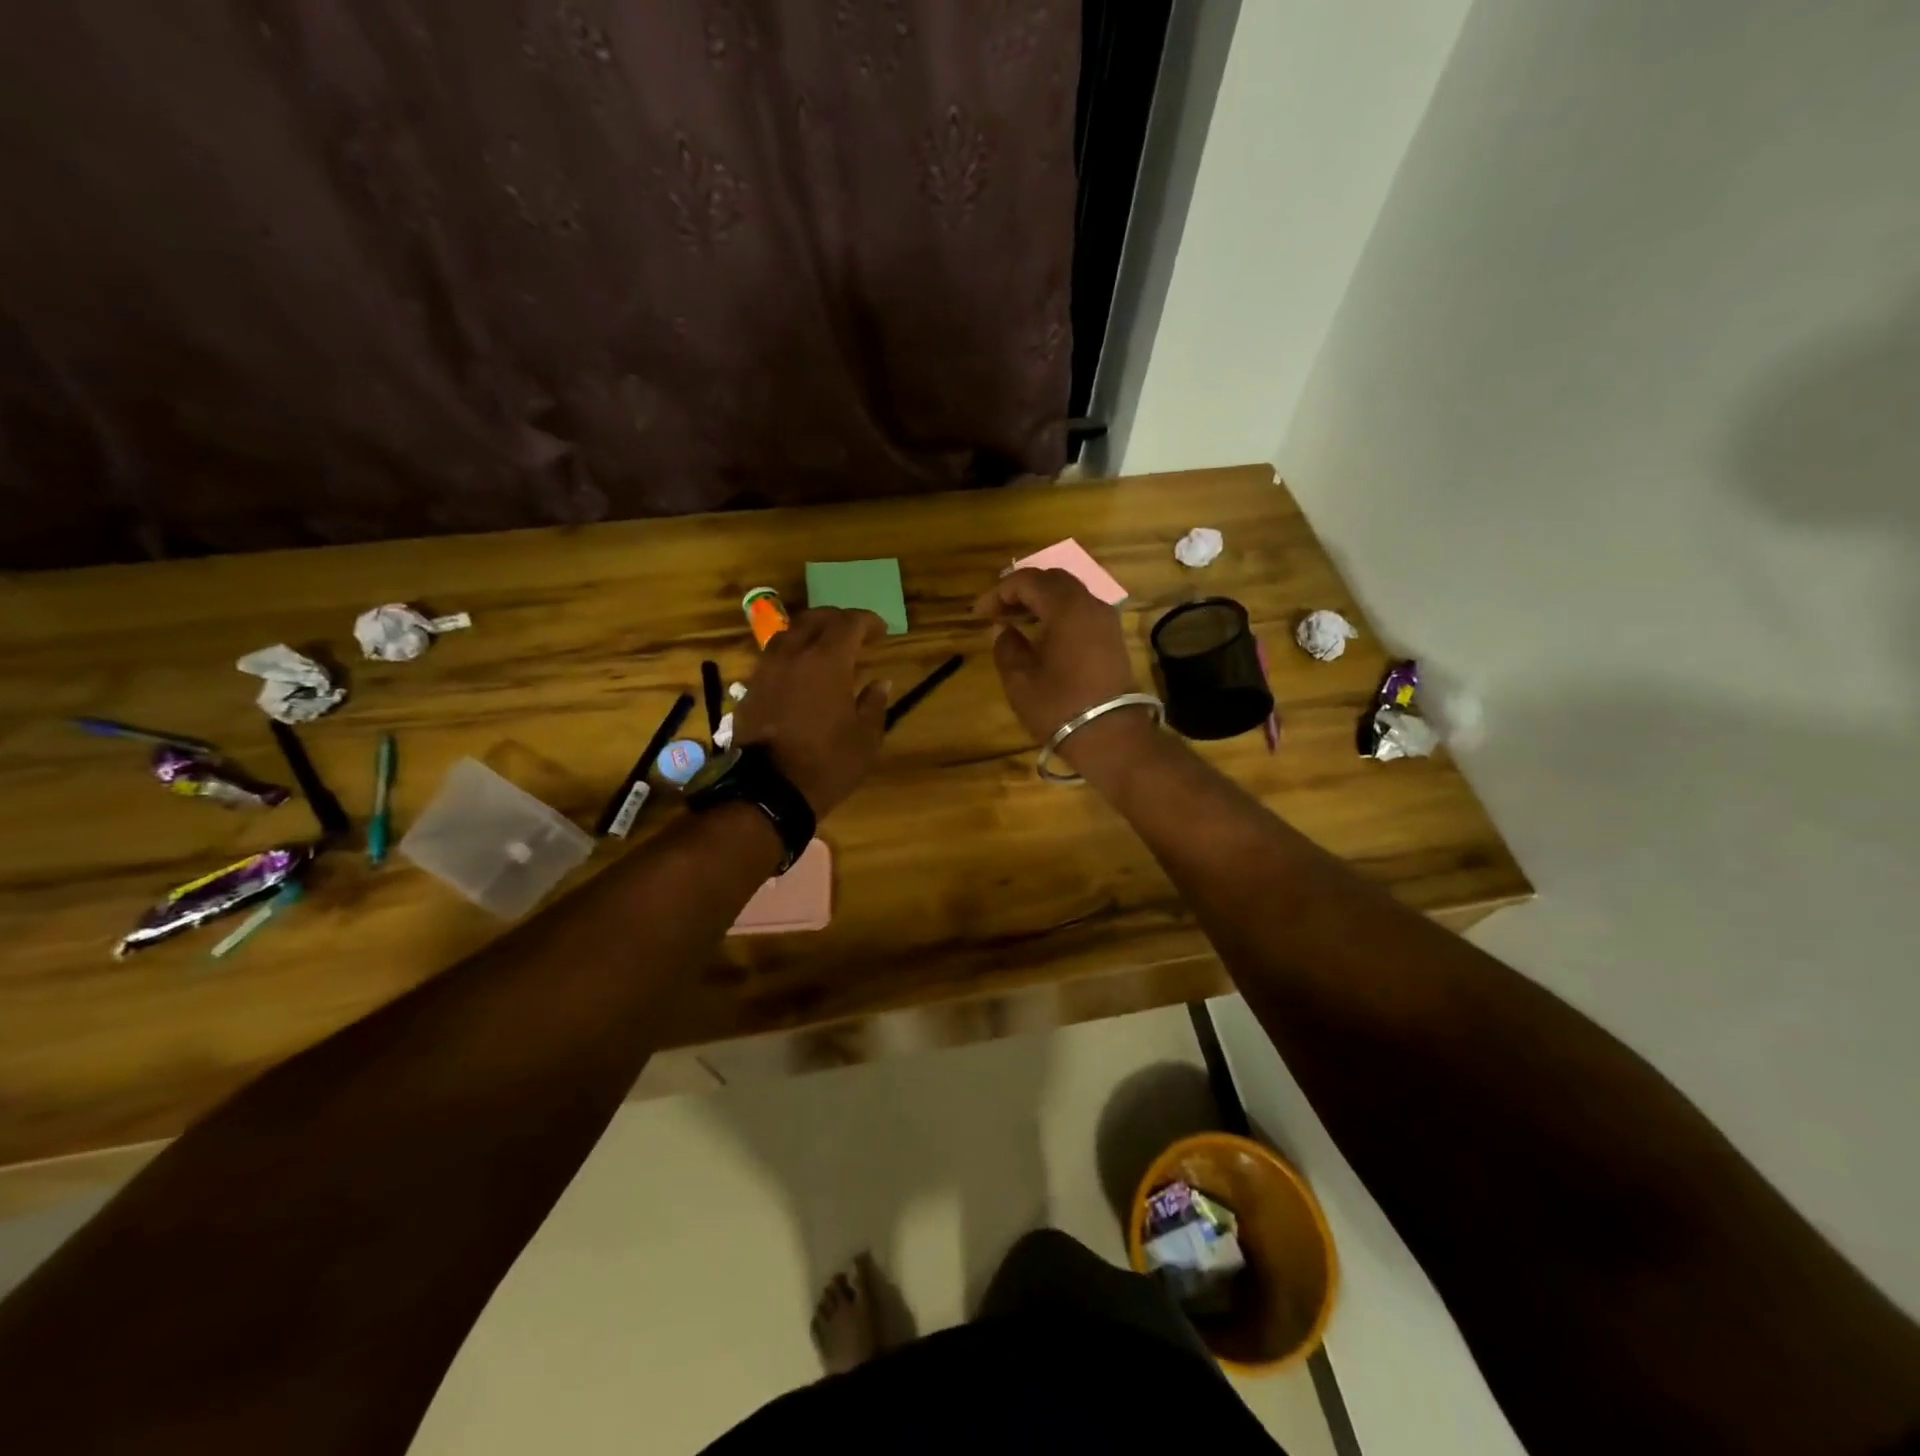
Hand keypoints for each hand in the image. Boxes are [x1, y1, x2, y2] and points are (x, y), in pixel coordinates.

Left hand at [733, 607, 889, 816]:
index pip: (849, 623)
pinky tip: (800, 671)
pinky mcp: (751, 688)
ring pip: (788, 633)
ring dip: (810, 632)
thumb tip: (880, 683)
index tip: (882, 631)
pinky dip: (792, 653)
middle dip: (838, 619)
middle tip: (854, 632)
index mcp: (827, 661)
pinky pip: (773, 656)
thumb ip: (874, 704)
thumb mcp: (865, 738)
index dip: (868, 621)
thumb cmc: (827, 763)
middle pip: (815, 619)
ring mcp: (767, 669)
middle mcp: (794, 654)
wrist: (768, 791)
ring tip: (824, 647)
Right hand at [972, 568, 1148, 769]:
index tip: (979, 613)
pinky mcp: (1112, 639)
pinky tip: (1041, 634)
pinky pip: (1081, 611)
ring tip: (1015, 621)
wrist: (1111, 738)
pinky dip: (1058, 613)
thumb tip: (1002, 629)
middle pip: (1052, 580)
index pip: (1028, 581)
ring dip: (1040, 601)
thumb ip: (1006, 646)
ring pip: (1069, 594)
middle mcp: (1090, 604)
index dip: (999, 592)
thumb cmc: (1060, 707)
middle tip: (997, 611)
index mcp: (1067, 608)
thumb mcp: (1020, 680)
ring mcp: (1106, 621)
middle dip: (1021, 590)